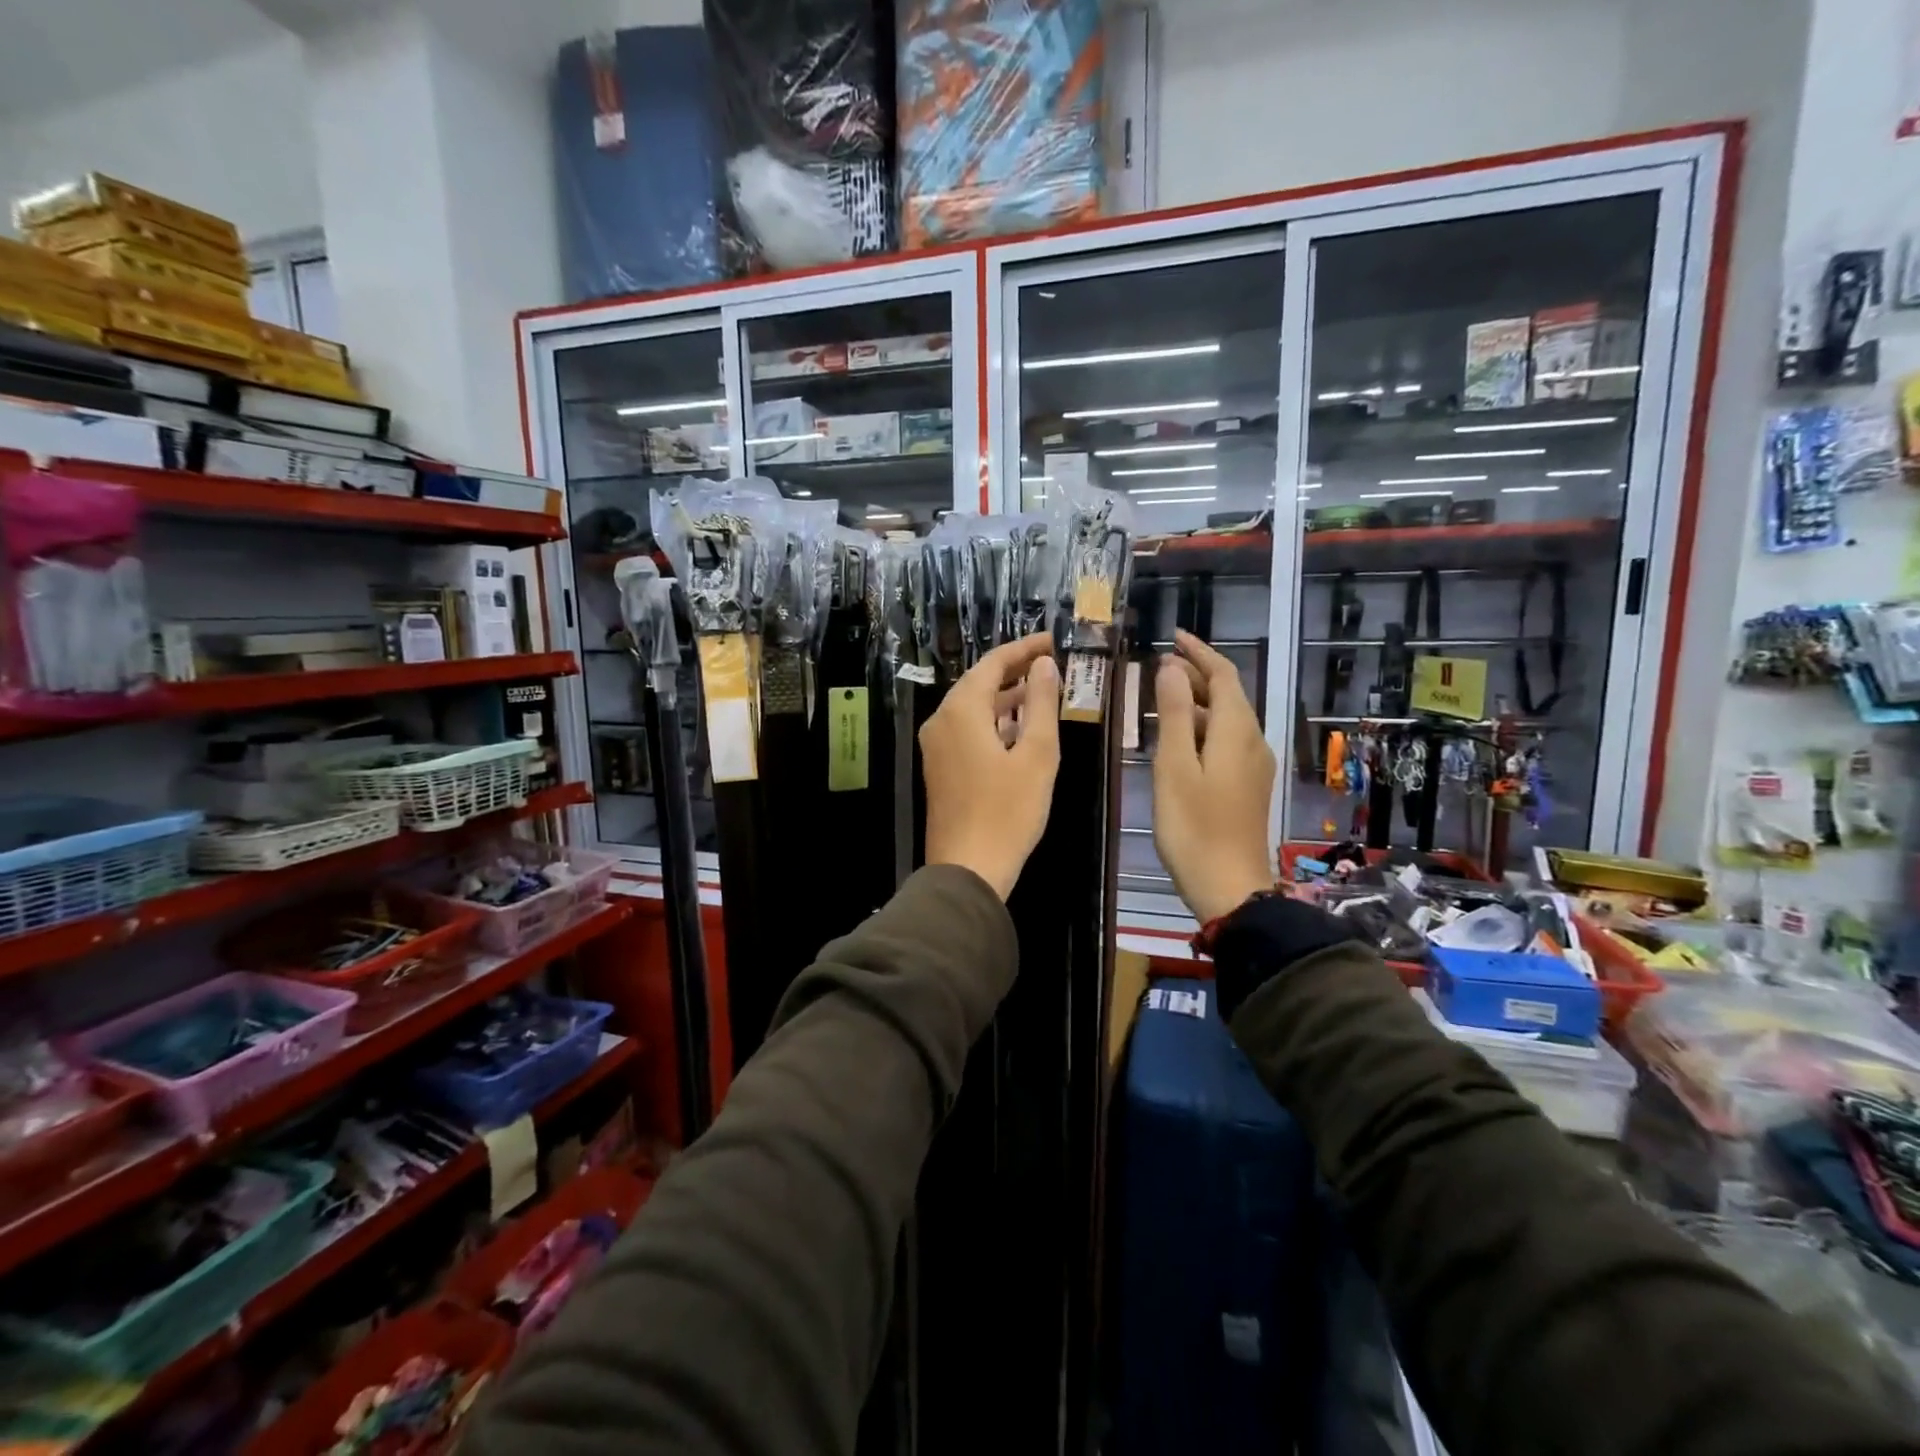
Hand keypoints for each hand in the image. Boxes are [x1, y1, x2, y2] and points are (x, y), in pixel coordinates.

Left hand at [921, 634, 1061, 899]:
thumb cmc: (1008, 812)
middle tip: (1053, 665)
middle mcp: (941, 720)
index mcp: (961, 710)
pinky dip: (993, 722)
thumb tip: (1044, 664)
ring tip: (1044, 693)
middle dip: (1016, 671)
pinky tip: (1019, 730)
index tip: (1055, 641)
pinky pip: (967, 730)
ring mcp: (936, 746)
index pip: (992, 663)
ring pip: (972, 708)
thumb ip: (1041, 703)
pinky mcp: (939, 768)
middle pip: (979, 682)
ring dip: (1006, 698)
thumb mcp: (1036, 755)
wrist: (967, 869)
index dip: (1025, 648)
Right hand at [1153, 630, 1276, 923]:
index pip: (1223, 675)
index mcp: (1236, 731)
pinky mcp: (1248, 786)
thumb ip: (1173, 714)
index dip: (1199, 652)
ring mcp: (1254, 766)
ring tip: (1158, 700)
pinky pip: (1226, 741)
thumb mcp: (1175, 767)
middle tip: (1156, 669)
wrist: (1230, 887)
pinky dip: (1201, 728)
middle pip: (1227, 695)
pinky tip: (1177, 741)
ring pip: (1226, 719)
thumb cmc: (1194, 827)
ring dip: (1195, 703)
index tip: (1173, 637)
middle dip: (1195, 675)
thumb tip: (1170, 668)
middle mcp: (1252, 741)